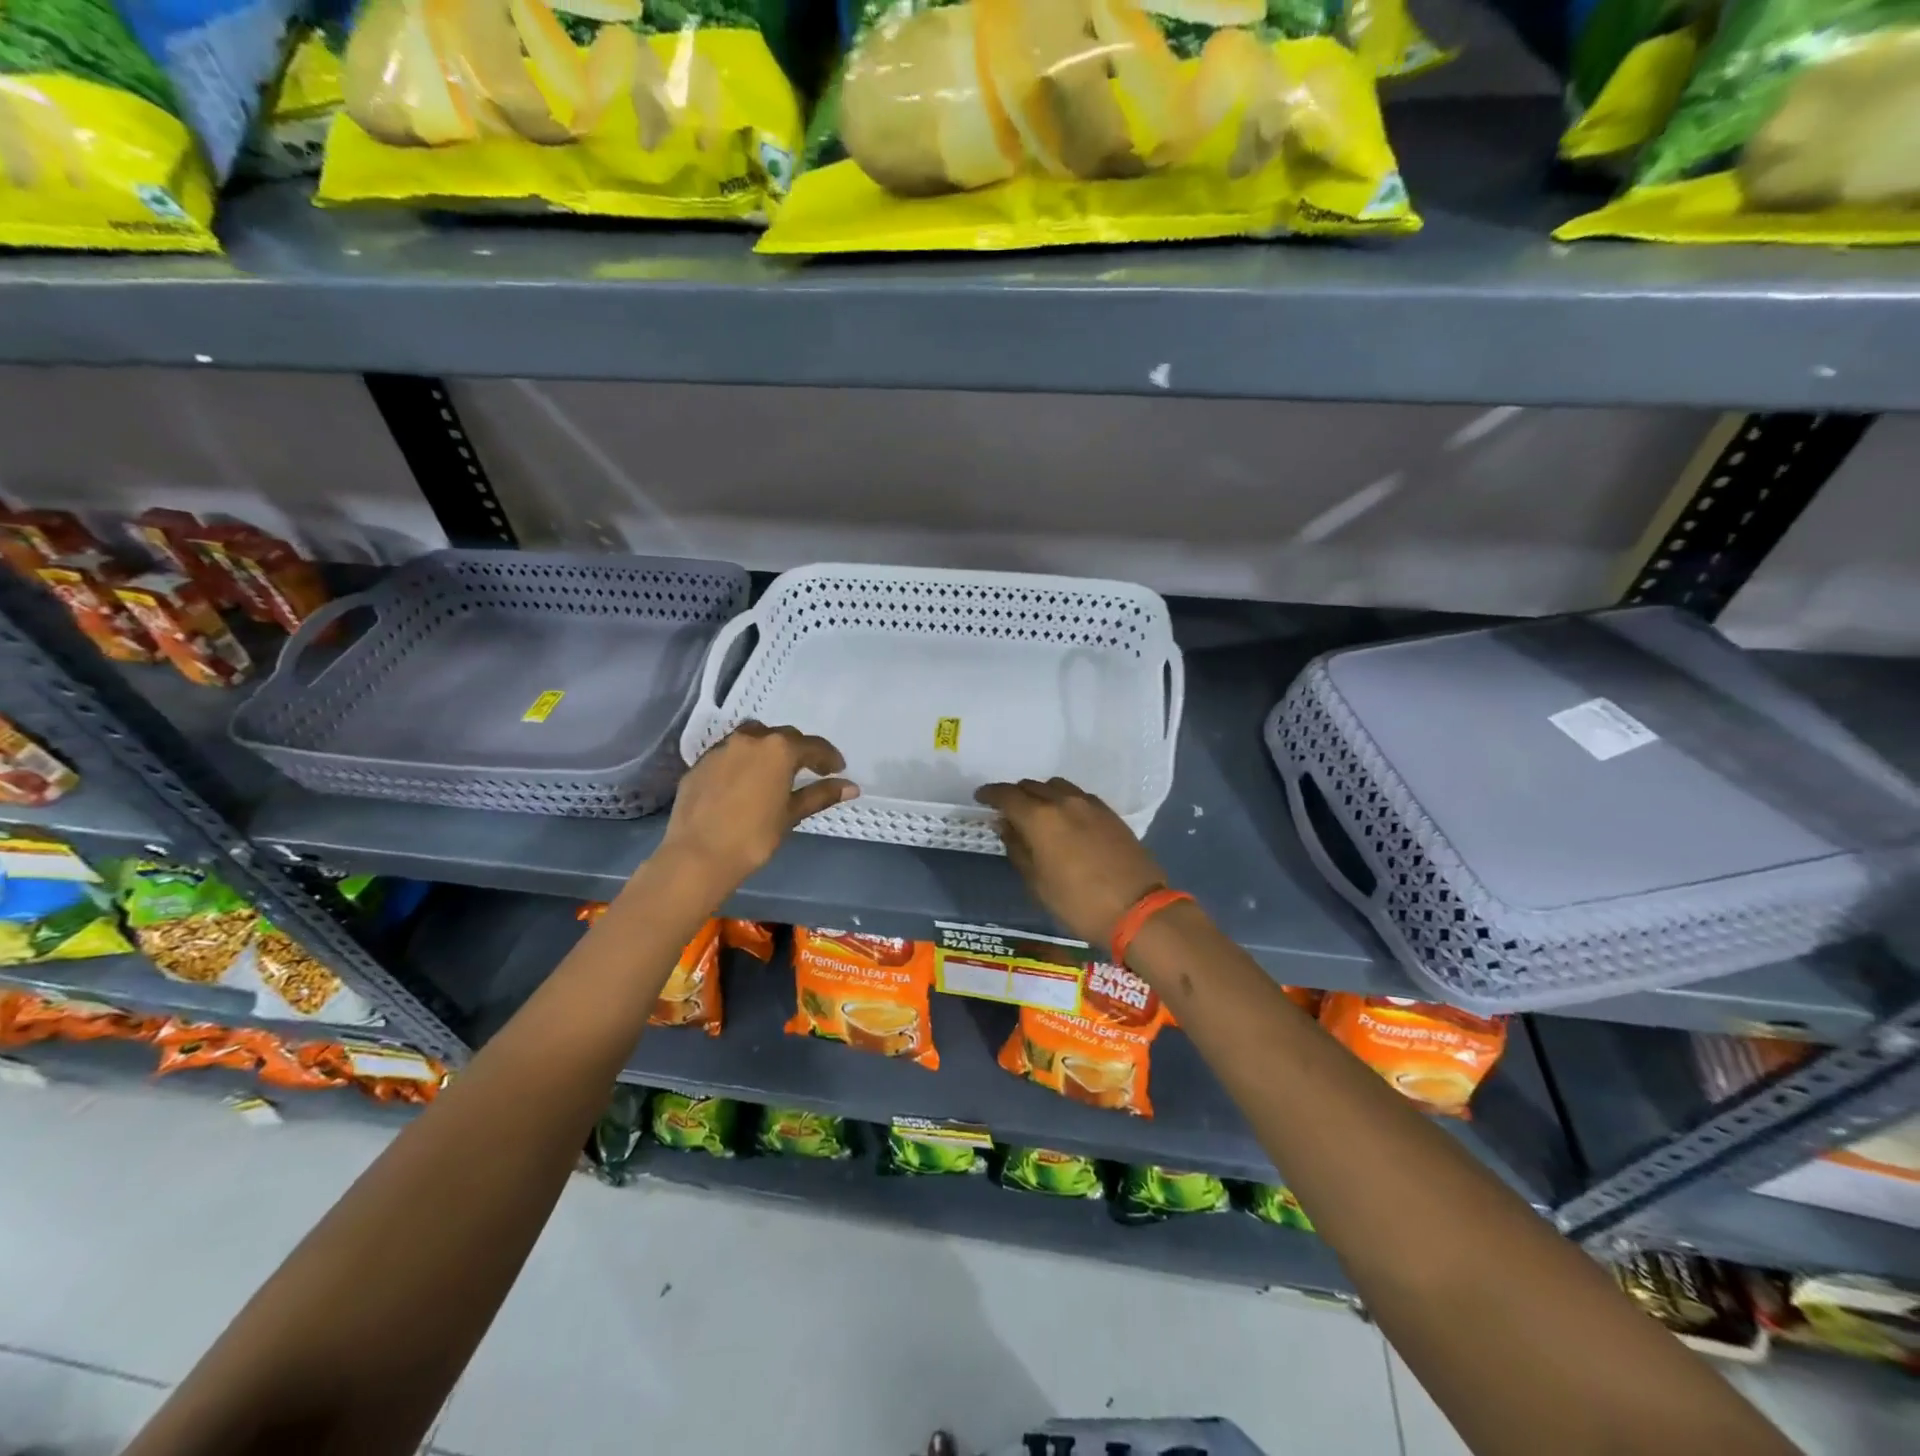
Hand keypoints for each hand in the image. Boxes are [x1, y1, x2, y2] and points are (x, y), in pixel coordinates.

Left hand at [660, 722, 856, 892]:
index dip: (828, 757)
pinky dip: (742, 761)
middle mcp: (750, 739)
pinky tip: (743, 782)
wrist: (697, 855)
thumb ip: (820, 795)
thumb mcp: (791, 815)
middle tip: (809, 770)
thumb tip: (851, 787)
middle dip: (798, 750)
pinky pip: (728, 754)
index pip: (813, 746)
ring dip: (768, 749)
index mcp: (779, 749)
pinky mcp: (699, 764)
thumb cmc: (754, 837)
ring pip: (752, 738)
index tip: (837, 769)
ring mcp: (721, 749)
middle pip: (782, 736)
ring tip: (774, 770)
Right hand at [974, 778, 1167, 949]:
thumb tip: (1005, 826)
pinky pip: (1078, 796)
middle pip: (1032, 786)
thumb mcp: (1037, 883)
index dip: (990, 794)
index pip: (1007, 795)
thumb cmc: (1078, 903)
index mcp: (1040, 817)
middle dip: (1015, 795)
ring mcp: (1091, 805)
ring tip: (1037, 813)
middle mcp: (1064, 801)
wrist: (1138, 910)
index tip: (980, 798)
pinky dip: (1064, 801)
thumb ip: (1018, 849)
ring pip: (1057, 787)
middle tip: (1007, 811)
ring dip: (1041, 794)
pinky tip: (1065, 820)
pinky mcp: (1110, 813)